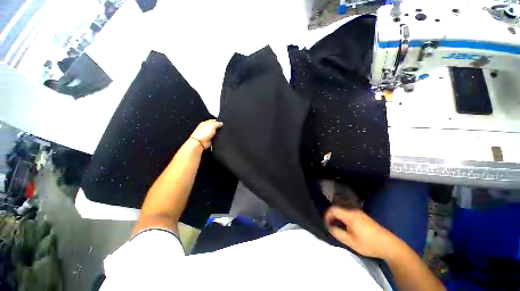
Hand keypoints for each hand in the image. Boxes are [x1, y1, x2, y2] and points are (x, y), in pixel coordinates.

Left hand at [190, 120, 222, 148]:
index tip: (221, 123)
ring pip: (214, 133)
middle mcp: (205, 128)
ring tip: (216, 134)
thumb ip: (217, 123)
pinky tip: (215, 137)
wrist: (200, 142)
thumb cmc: (202, 133)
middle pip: (214, 127)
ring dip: (216, 133)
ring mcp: (207, 134)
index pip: (212, 121)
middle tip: (219, 129)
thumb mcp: (212, 126)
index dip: (217, 122)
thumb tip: (221, 123)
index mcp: (205, 123)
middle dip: (217, 128)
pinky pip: (214, 137)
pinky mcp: (209, 139)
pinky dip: (215, 138)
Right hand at [325, 206, 402, 258]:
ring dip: (338, 217)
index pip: (333, 210)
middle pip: (338, 209)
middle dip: (331, 216)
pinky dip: (344, 218)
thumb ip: (337, 233)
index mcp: (350, 215)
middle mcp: (354, 211)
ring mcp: (360, 213)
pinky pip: (349, 213)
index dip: (327, 216)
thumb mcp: (351, 242)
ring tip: (337, 227)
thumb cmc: (369, 244)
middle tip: (330, 226)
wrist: (390, 245)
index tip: (326, 224)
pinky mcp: (363, 216)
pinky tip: (346, 226)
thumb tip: (329, 227)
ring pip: (343, 211)